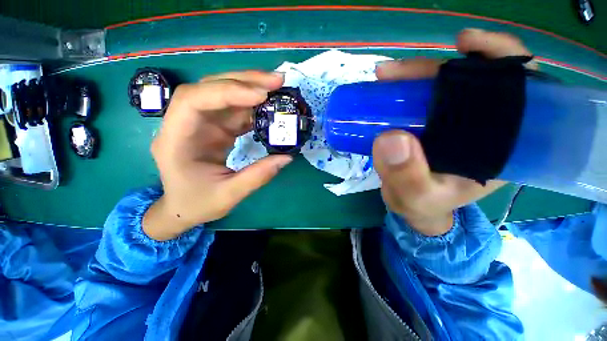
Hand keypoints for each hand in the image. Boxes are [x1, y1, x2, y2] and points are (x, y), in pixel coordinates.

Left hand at [143, 71, 291, 240]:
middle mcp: (185, 124)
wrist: (183, 208)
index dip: (226, 92)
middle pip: (209, 88)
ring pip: (224, 95)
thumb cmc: (197, 204)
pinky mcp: (215, 128)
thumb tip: (287, 157)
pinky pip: (234, 110)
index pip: (193, 101)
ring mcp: (201, 124)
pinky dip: (253, 107)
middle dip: (243, 81)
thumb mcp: (228, 196)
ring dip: (251, 89)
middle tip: (276, 81)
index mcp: (176, 140)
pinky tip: (270, 106)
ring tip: (277, 88)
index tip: (260, 96)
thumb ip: (257, 177)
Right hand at [373, 29, 535, 235]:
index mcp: (500, 145)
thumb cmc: (422, 206)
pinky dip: (407, 88)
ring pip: (442, 87)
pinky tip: (391, 85)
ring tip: (386, 75)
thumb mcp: (416, 198)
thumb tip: (391, 138)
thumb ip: (407, 176)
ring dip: (414, 76)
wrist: (412, 208)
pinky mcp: (430, 126)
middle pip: (470, 81)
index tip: (467, 46)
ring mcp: (453, 124)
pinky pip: (423, 99)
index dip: (500, 59)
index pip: (519, 90)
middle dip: (436, 68)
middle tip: (396, 71)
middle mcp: (482, 127)